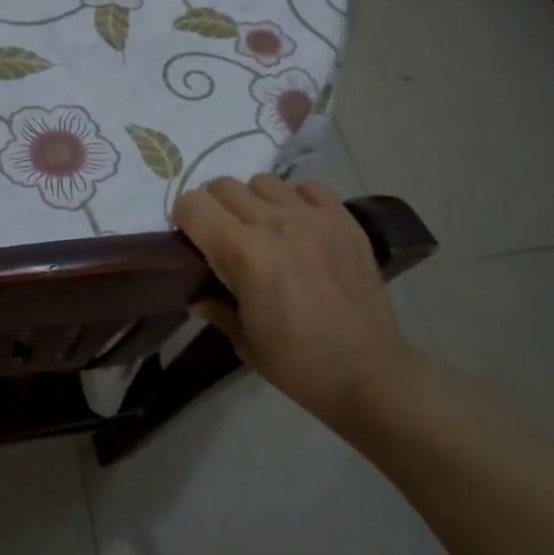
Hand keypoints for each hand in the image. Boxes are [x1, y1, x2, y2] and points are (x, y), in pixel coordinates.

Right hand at [173, 176, 423, 431]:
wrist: (369, 372)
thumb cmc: (298, 363)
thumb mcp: (243, 341)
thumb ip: (216, 307)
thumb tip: (198, 296)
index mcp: (242, 253)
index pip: (192, 204)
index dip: (184, 219)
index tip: (190, 241)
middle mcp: (274, 223)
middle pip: (223, 186)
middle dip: (213, 207)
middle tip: (222, 237)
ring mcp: (313, 217)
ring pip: (262, 182)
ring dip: (253, 201)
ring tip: (262, 229)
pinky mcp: (343, 219)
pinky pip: (306, 187)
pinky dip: (294, 199)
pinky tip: (297, 225)